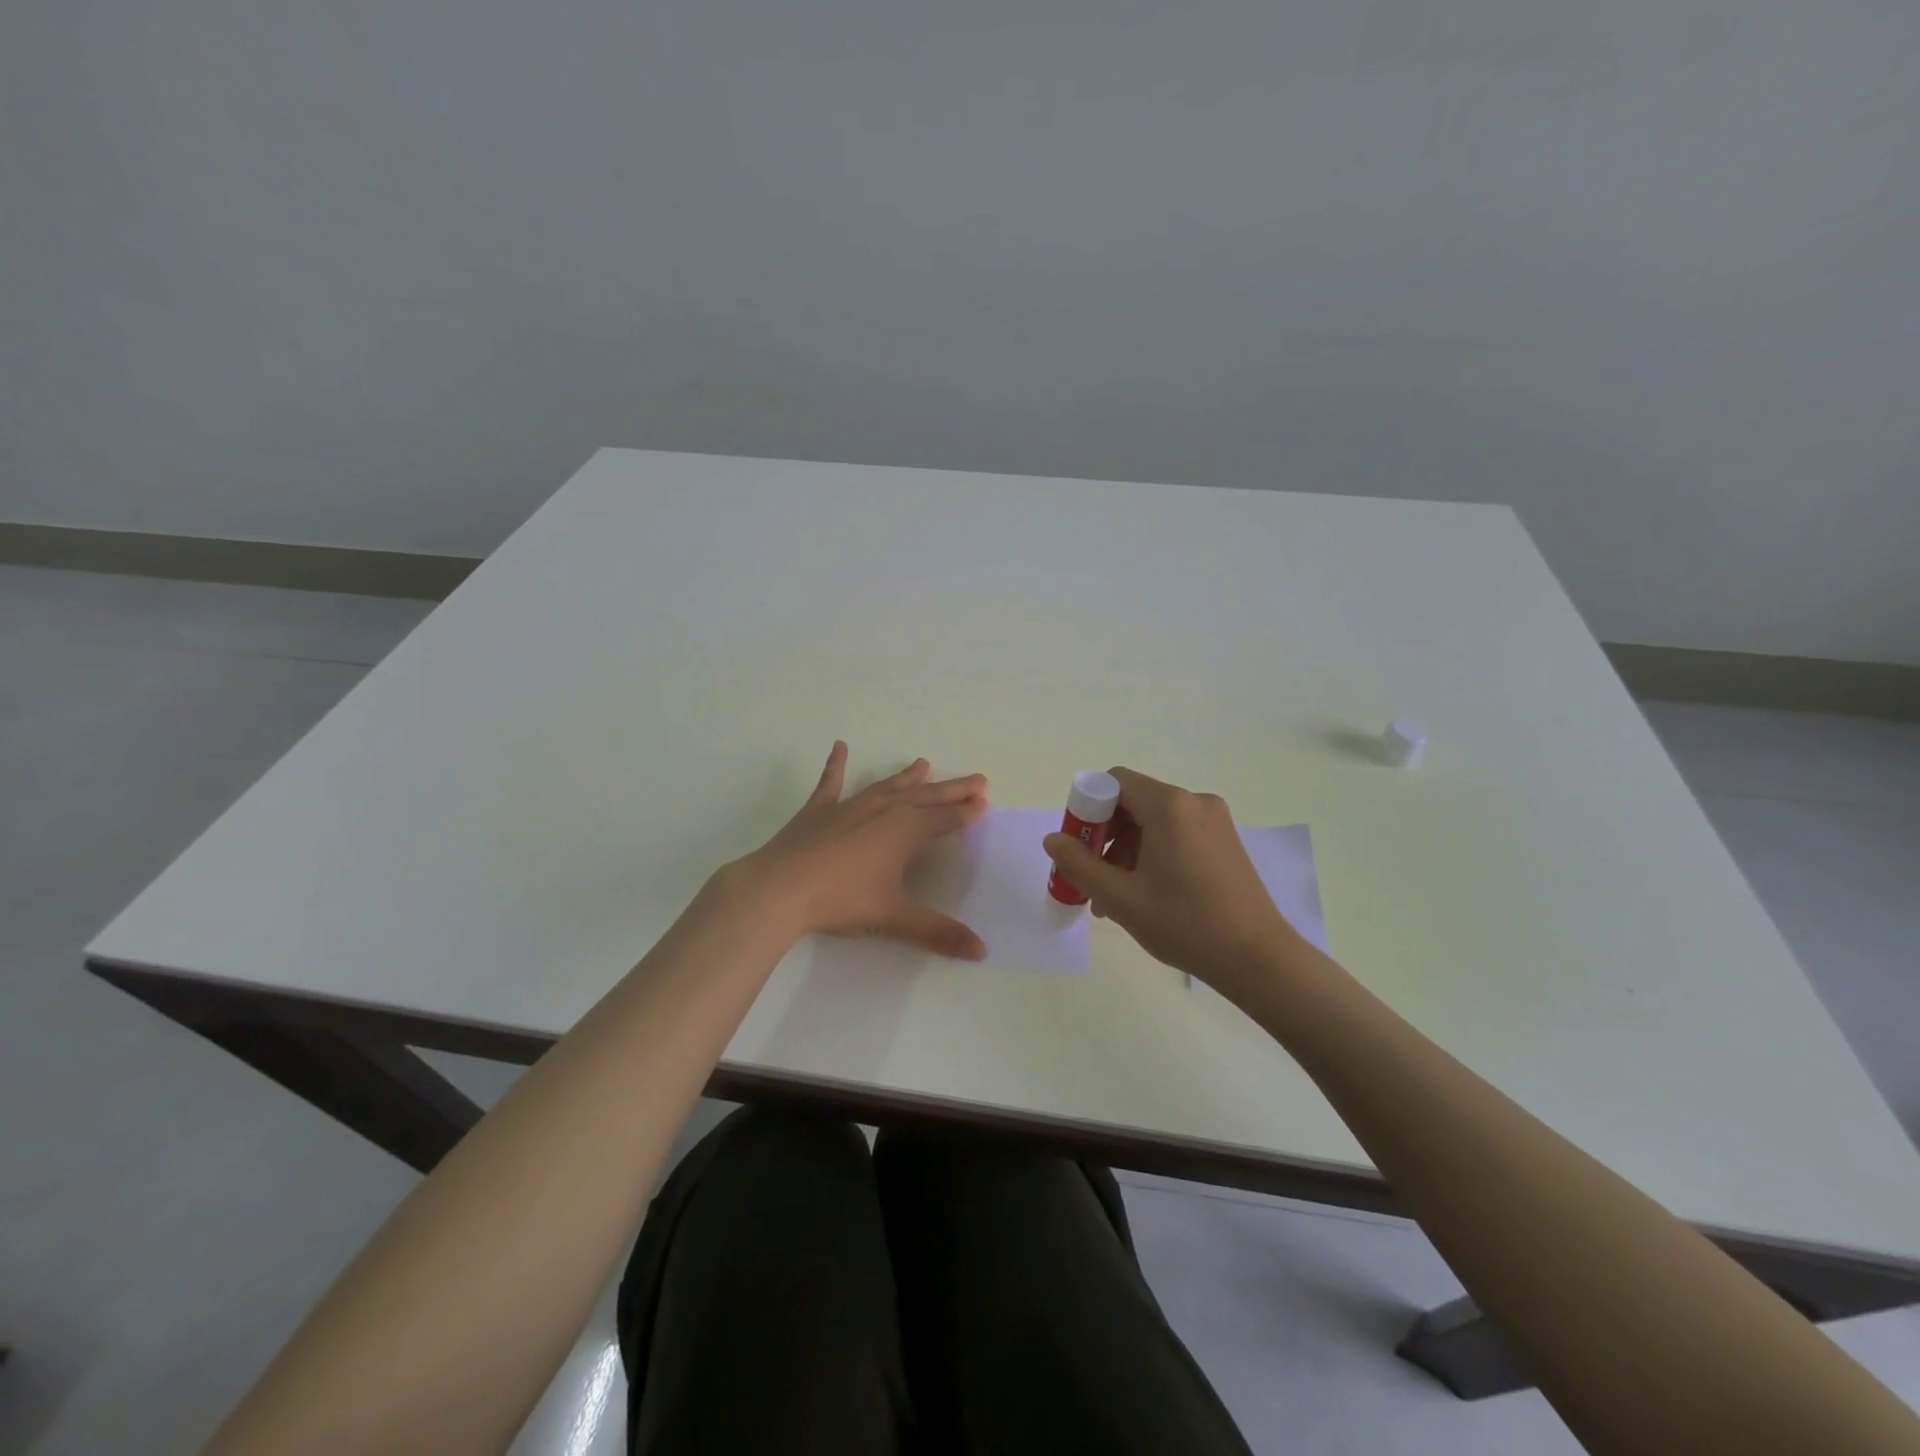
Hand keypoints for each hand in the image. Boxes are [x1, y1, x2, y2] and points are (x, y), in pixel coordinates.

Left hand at [737, 741, 990, 958]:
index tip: (984, 803)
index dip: (966, 812)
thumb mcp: (893, 917)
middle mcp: (882, 810)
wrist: (780, 888)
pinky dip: (836, 764)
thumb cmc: (842, 900)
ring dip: (907, 777)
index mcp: (904, 831)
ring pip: (887, 786)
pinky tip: (839, 746)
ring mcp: (849, 806)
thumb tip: (981, 951)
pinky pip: (831, 782)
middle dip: (952, 790)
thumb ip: (938, 931)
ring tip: (924, 763)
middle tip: (977, 780)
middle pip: (925, 797)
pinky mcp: (819, 810)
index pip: (944, 819)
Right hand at [1042, 767, 1299, 990]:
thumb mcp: (1121, 898)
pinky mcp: (1225, 841)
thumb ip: (1079, 864)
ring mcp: (1215, 821)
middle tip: (1091, 876)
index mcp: (1170, 805)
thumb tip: (1052, 839)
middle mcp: (1194, 802)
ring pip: (1153, 821)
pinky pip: (1176, 834)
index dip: (1087, 808)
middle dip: (1105, 835)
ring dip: (1126, 850)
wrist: (1258, 959)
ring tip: (1114, 897)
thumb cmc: (1185, 924)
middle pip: (1133, 802)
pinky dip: (1152, 854)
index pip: (1114, 782)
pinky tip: (1144, 894)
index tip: (1078, 845)